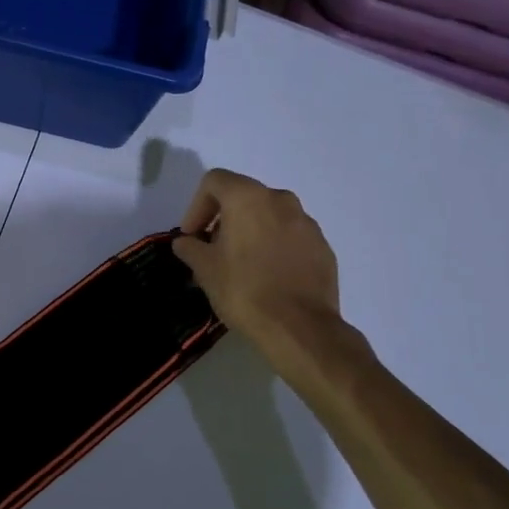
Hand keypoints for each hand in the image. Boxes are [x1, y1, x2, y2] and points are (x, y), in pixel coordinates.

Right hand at [171, 168, 343, 351]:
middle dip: (224, 219)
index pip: (214, 181)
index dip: (196, 206)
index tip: (192, 236)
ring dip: (251, 232)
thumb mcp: (205, 269)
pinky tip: (268, 276)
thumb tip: (185, 242)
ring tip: (241, 265)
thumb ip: (190, 247)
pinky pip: (291, 237)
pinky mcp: (323, 247)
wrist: (300, 327)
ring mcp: (307, 223)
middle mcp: (281, 200)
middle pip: (243, 196)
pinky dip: (275, 247)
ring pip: (270, 216)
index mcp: (248, 198)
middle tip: (213, 250)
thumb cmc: (244, 290)